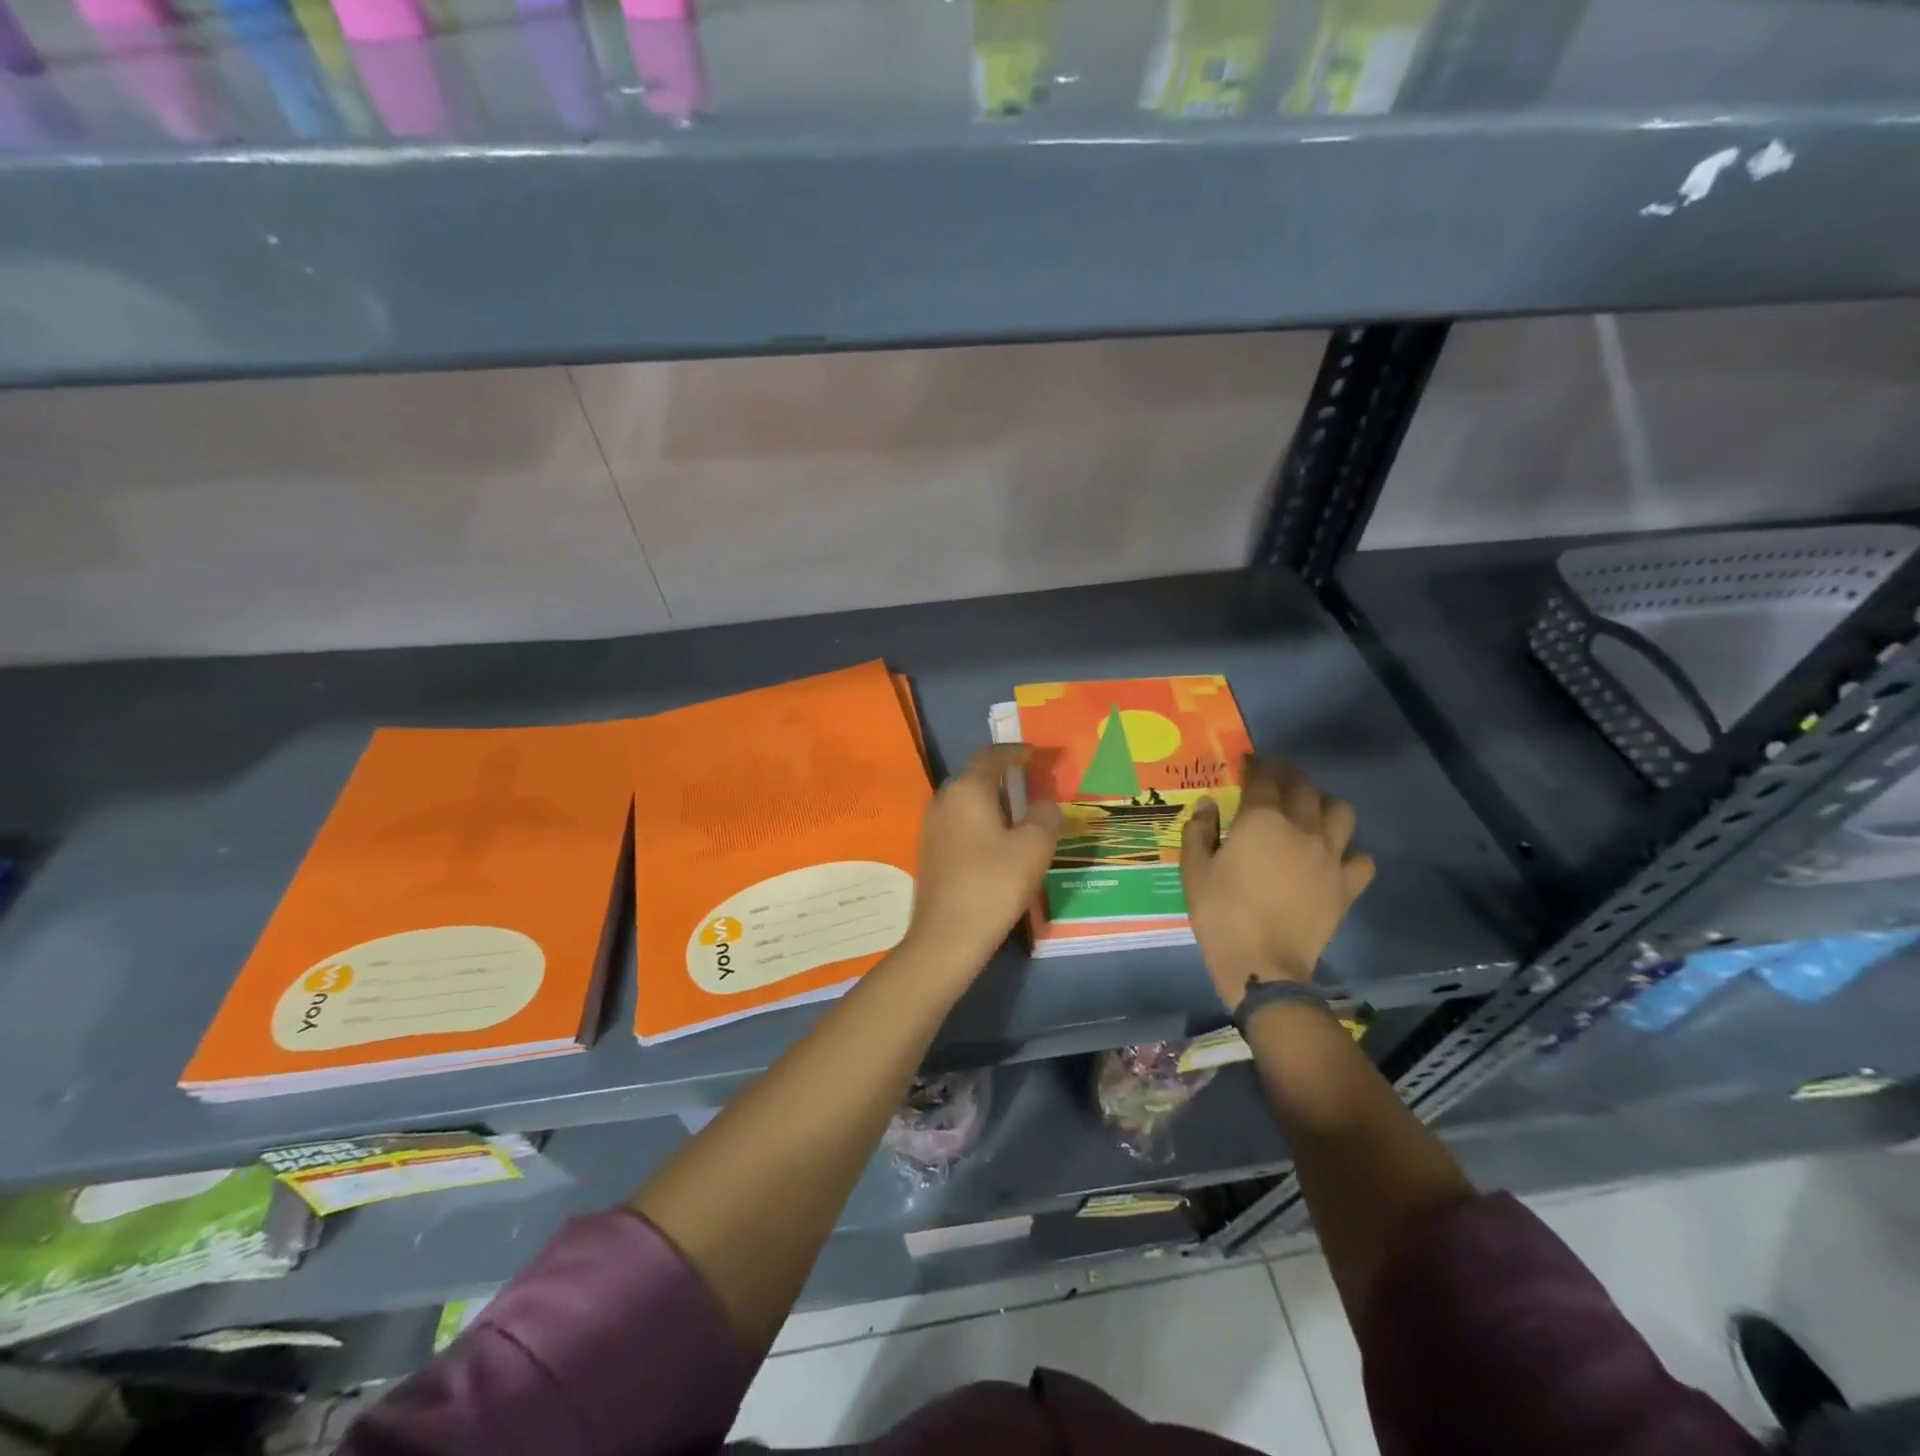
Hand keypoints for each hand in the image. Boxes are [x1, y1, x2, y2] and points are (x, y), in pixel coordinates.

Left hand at [904, 745, 1062, 974]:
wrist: (946, 937)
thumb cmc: (994, 884)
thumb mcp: (1034, 847)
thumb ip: (1045, 815)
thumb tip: (1043, 803)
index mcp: (967, 790)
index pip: (992, 756)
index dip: (1017, 752)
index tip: (1038, 756)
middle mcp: (944, 799)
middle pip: (977, 777)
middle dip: (1006, 778)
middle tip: (1035, 787)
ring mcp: (931, 826)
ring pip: (967, 801)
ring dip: (994, 802)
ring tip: (1022, 816)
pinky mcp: (930, 851)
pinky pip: (960, 823)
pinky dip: (981, 822)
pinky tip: (999, 843)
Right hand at [1181, 758, 1374, 1009]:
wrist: (1263, 965)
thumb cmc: (1221, 914)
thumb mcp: (1194, 871)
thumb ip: (1199, 831)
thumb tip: (1208, 804)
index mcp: (1261, 820)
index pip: (1264, 777)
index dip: (1256, 765)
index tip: (1247, 763)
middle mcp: (1302, 828)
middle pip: (1304, 787)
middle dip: (1288, 776)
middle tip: (1274, 781)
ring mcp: (1330, 856)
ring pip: (1341, 811)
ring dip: (1324, 804)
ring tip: (1309, 813)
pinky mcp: (1347, 885)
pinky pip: (1361, 857)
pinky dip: (1349, 851)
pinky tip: (1332, 858)